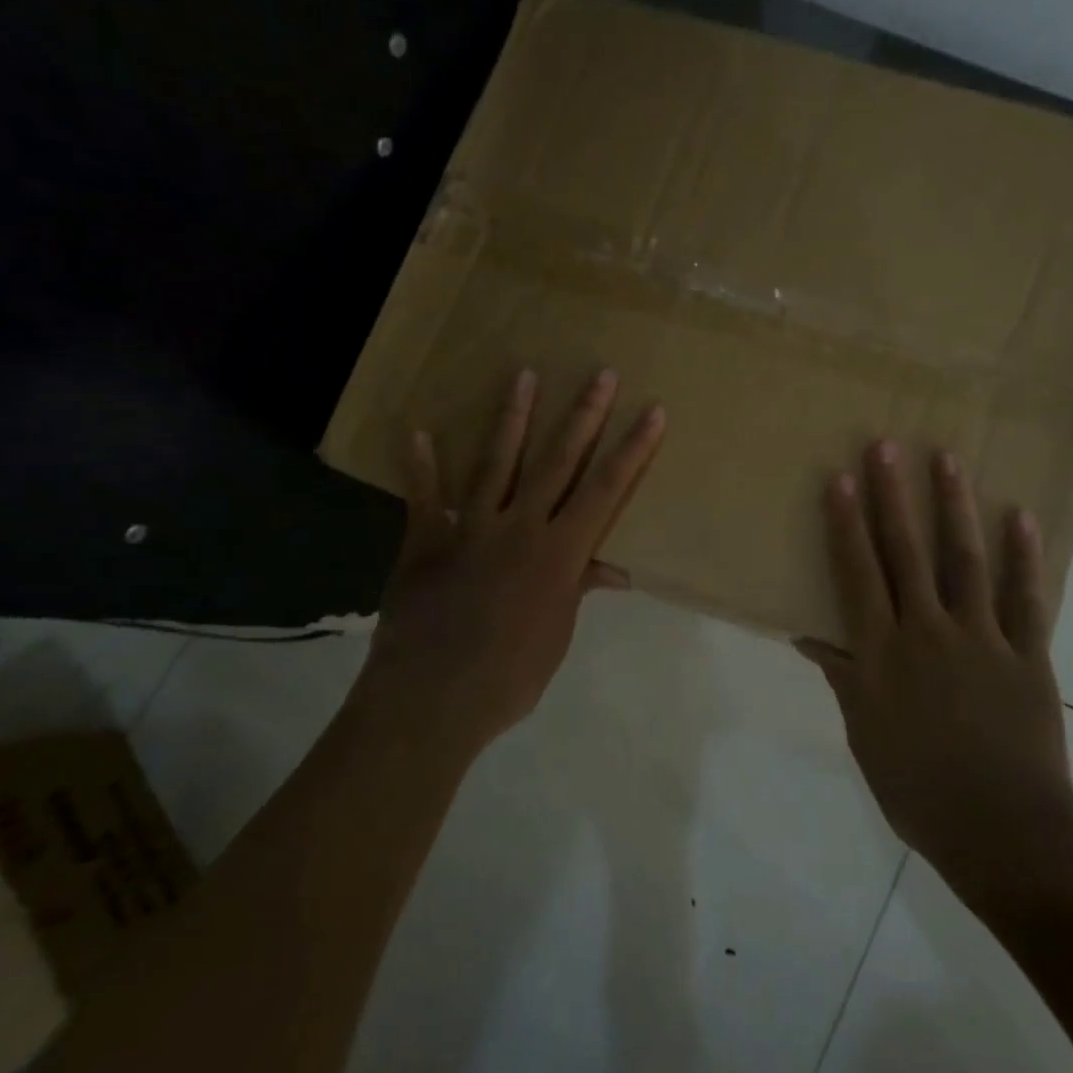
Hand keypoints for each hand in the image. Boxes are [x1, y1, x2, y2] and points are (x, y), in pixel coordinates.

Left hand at [364, 368, 665, 755]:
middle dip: (584, 416)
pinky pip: (424, 498)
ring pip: (497, 463)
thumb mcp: (557, 634)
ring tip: (524, 375)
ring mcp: (470, 529)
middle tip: (601, 373)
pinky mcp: (425, 541)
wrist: (431, 698)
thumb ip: (577, 590)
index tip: (653, 412)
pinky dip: (421, 467)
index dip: (633, 450)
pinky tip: (418, 432)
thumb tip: (613, 571)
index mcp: (560, 553)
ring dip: (513, 418)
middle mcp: (520, 527)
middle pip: (558, 462)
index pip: (606, 491)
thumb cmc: (509, 676)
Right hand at [796, 441, 1072, 907]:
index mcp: (882, 654)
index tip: (839, 478)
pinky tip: (1021, 517)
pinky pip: (1026, 598)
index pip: (858, 575)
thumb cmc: (918, 791)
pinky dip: (1024, 557)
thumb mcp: (864, 735)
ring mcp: (982, 639)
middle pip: (905, 553)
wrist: (1004, 834)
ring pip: (964, 560)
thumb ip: (842, 677)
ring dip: (955, 507)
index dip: (845, 524)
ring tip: (948, 459)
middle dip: (893, 496)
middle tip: (886, 445)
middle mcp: (927, 632)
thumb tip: (809, 636)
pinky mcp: (1028, 655)